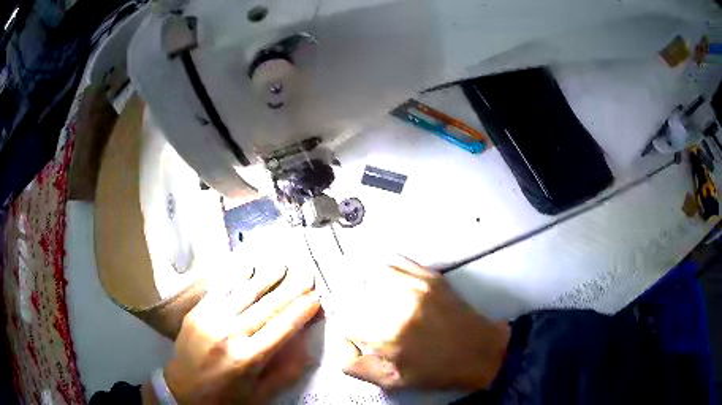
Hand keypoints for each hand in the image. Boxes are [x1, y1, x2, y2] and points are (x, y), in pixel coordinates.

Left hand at [147, 267, 319, 404]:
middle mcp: (230, 334)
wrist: (183, 389)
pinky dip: (236, 277)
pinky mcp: (197, 312)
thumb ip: (285, 371)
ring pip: (244, 293)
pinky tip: (249, 267)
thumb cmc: (226, 396)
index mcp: (248, 358)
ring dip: (266, 278)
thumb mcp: (261, 394)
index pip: (282, 328)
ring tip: (282, 265)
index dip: (301, 311)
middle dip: (291, 290)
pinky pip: (220, 290)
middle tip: (307, 275)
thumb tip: (305, 346)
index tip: (316, 297)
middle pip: (267, 307)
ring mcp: (210, 320)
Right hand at [337, 257, 509, 390]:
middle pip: (352, 293)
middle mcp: (396, 305)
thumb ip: (353, 364)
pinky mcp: (429, 275)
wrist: (479, 351)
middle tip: (355, 314)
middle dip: (347, 304)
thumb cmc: (434, 372)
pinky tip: (378, 277)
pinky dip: (380, 268)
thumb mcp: (389, 381)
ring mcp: (414, 285)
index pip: (343, 318)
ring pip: (369, 273)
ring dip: (360, 283)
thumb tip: (341, 339)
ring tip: (363, 294)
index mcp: (385, 336)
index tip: (347, 328)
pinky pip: (394, 261)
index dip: (341, 324)